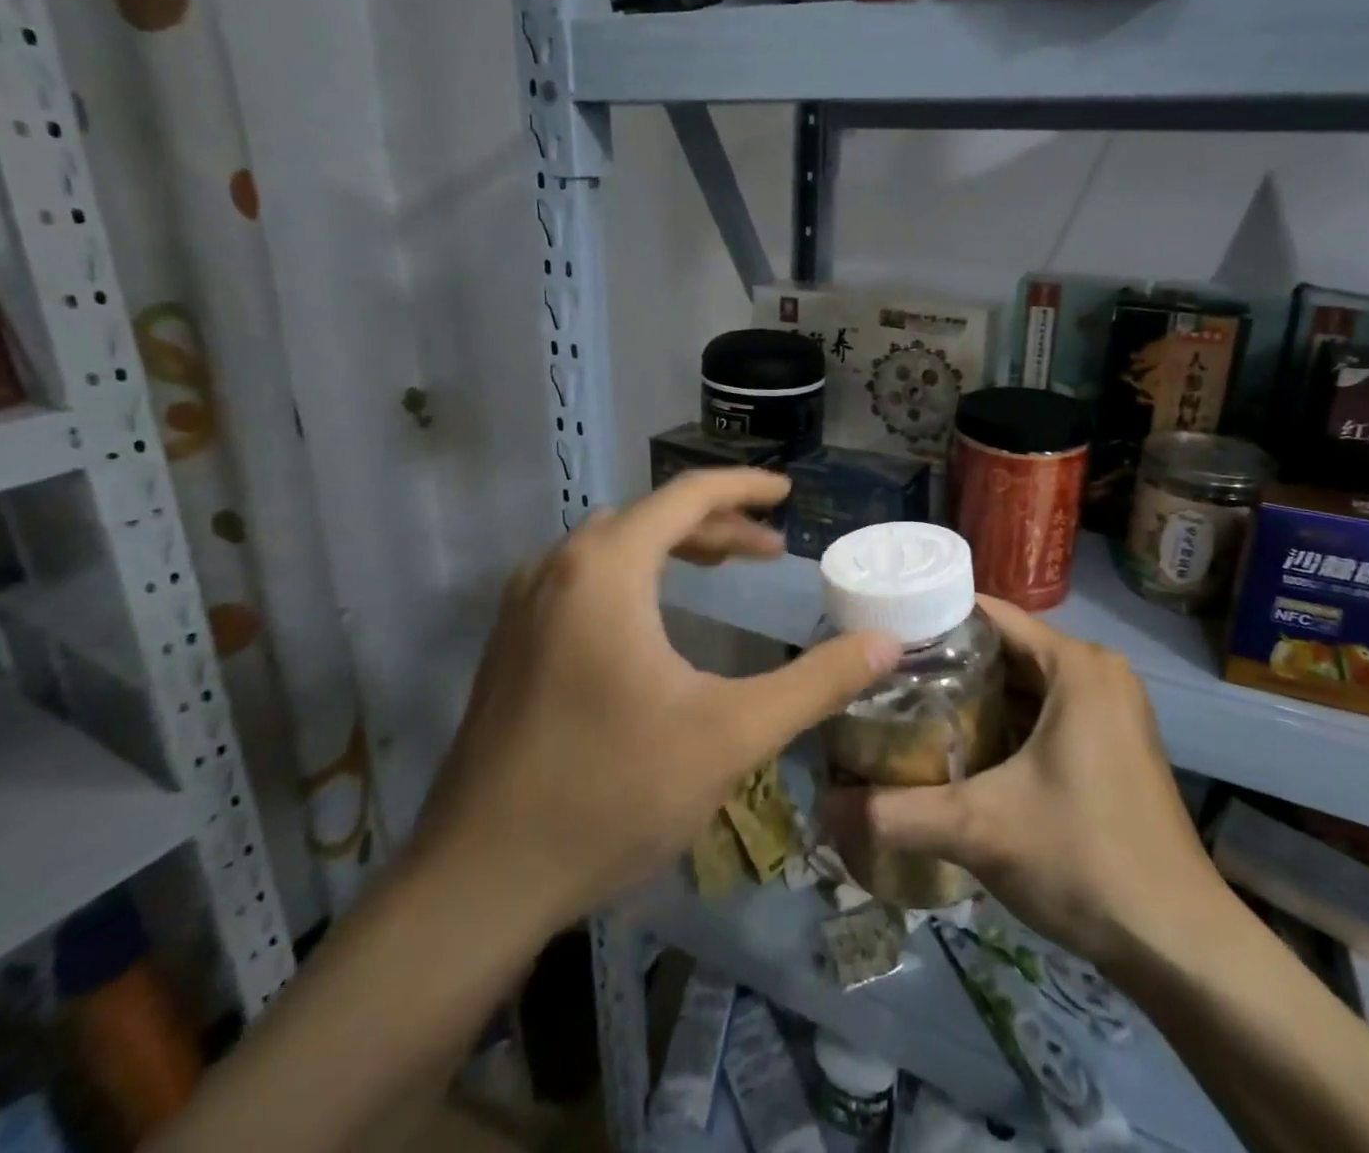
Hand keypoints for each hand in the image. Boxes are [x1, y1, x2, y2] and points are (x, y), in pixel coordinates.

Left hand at [415, 469, 897, 939]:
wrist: (479, 881)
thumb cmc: (612, 793)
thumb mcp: (731, 734)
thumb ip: (816, 682)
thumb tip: (889, 644)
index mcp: (606, 568)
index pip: (686, 494)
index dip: (744, 487)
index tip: (788, 492)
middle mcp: (557, 567)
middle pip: (651, 516)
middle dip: (717, 524)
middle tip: (770, 548)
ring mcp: (525, 604)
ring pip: (615, 546)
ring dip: (675, 547)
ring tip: (726, 567)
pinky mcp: (512, 642)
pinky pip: (586, 578)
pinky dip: (638, 575)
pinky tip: (659, 618)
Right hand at [831, 597, 1219, 969]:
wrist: (1179, 944)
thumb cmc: (1084, 858)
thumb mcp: (980, 828)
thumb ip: (897, 813)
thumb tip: (823, 811)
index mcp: (1076, 665)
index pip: (989, 615)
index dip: (933, 622)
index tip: (883, 640)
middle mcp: (1097, 672)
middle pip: (1005, 649)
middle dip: (947, 665)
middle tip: (887, 683)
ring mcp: (1110, 709)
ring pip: (1025, 684)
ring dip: (975, 697)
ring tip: (911, 713)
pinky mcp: (1113, 744)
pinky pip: (1046, 712)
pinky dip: (1006, 723)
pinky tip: (963, 751)